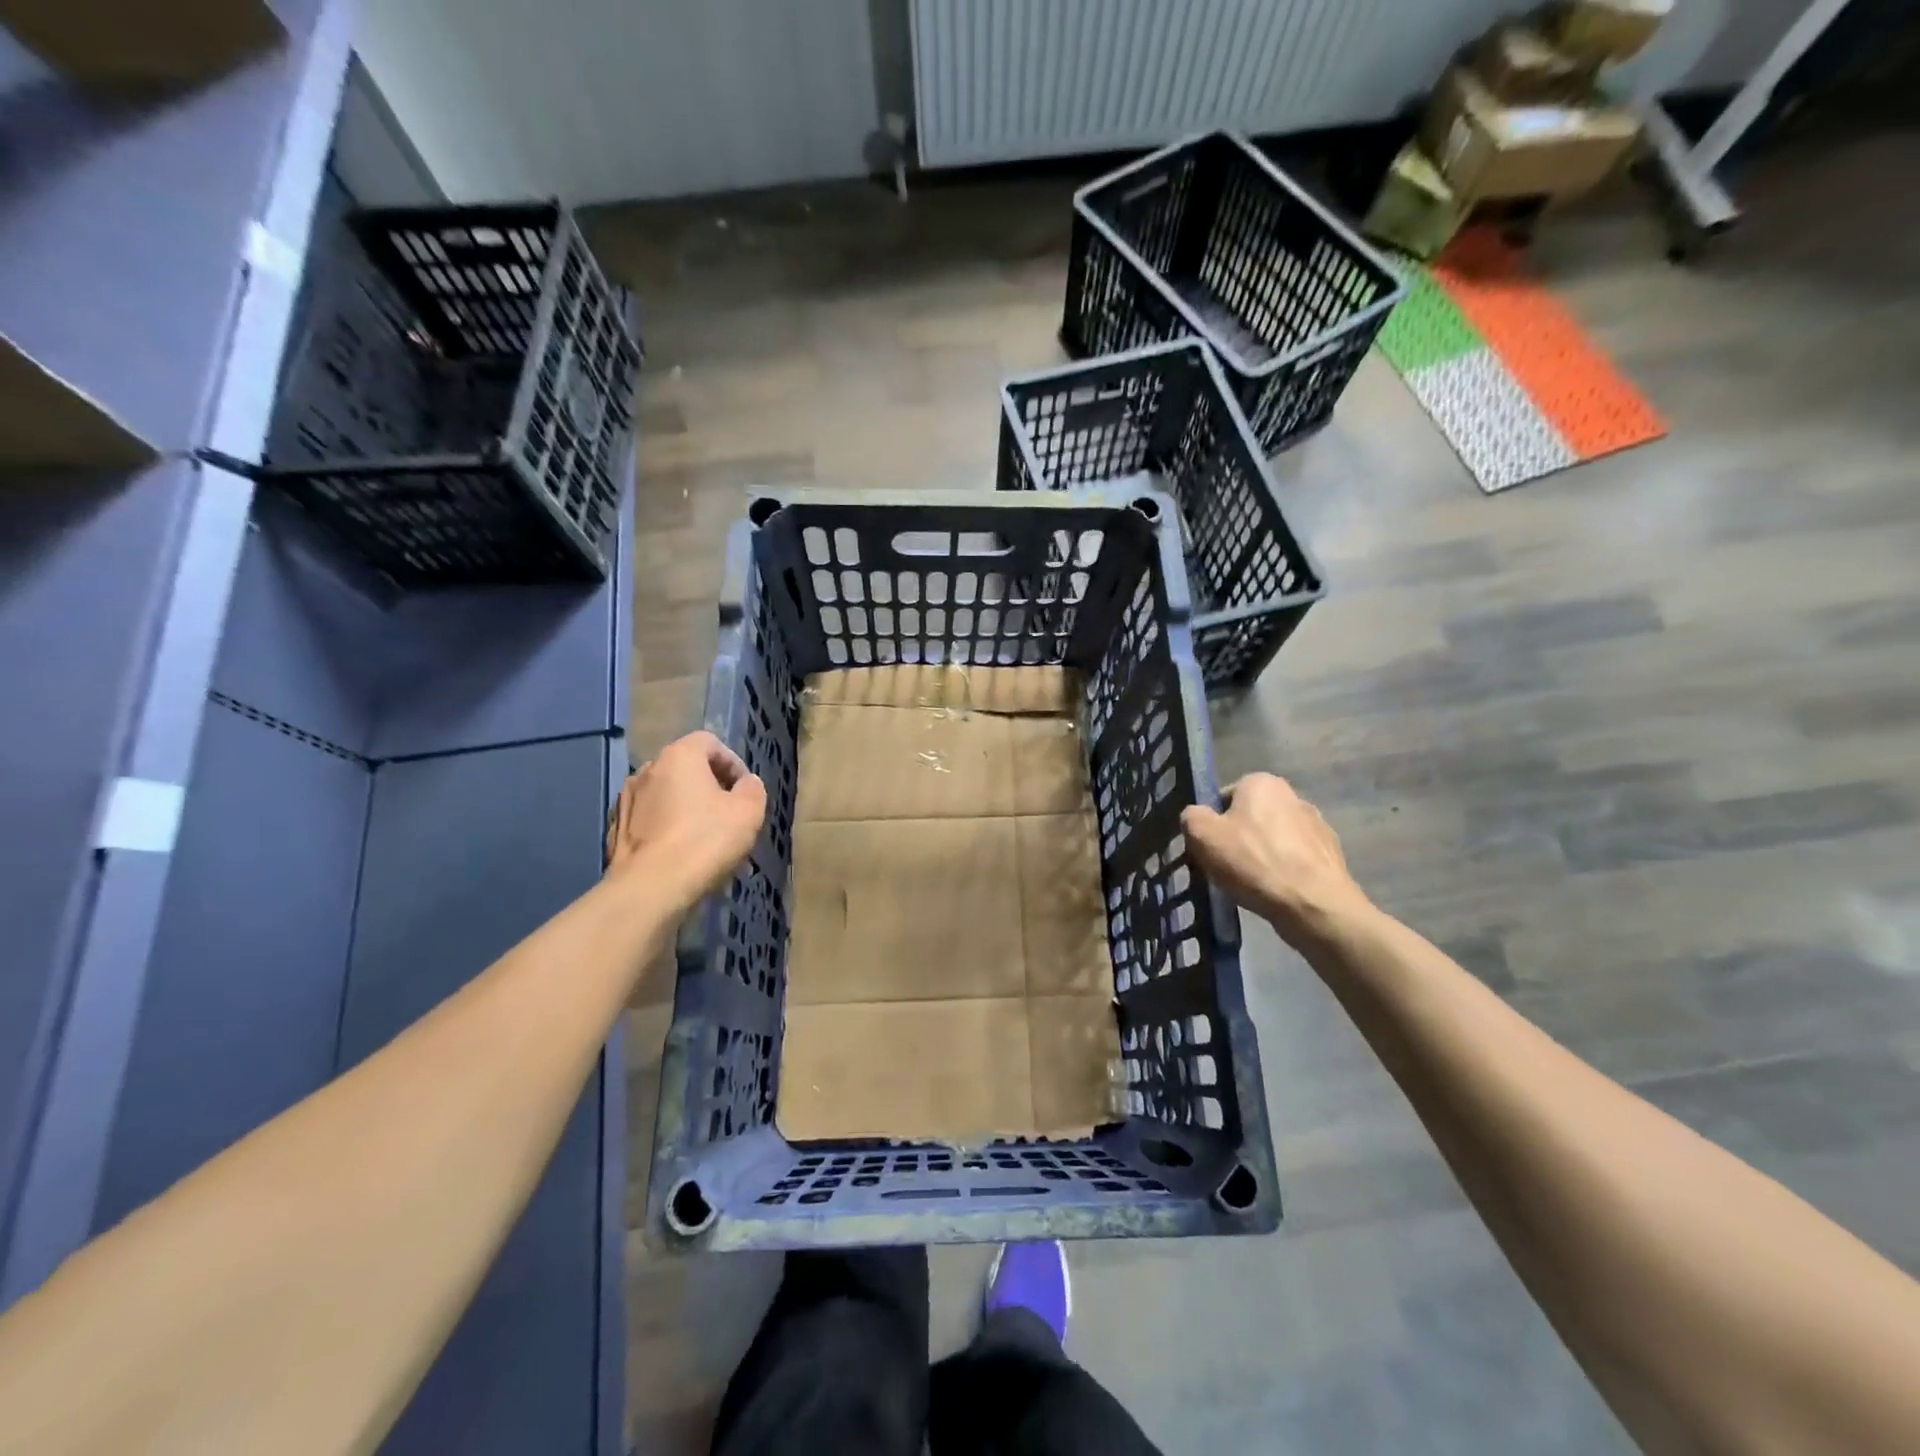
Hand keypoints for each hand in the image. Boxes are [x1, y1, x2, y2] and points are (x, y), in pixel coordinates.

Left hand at [605, 731, 766, 907]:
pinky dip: (666, 828)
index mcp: (679, 756)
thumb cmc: (705, 841)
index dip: (733, 763)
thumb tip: (746, 784)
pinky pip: (649, 820)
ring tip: (704, 838)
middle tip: (728, 814)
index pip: (710, 742)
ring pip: (666, 795)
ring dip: (686, 808)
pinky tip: (679, 853)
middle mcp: (647, 769)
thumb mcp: (748, 812)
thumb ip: (752, 789)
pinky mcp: (616, 830)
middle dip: (709, 786)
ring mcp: (627, 800)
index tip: (745, 791)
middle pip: (686, 768)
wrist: (650, 888)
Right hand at [1182, 773, 1370, 947]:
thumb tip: (1197, 817)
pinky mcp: (1331, 854)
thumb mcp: (1202, 835)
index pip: (1224, 798)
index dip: (1212, 824)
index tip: (1209, 849)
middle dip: (1238, 838)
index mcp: (1262, 782)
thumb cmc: (1253, 862)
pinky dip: (1284, 871)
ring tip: (1252, 884)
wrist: (1313, 904)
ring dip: (1262, 855)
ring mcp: (1317, 825)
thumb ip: (1191, 816)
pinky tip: (1276, 891)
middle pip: (1251, 817)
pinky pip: (1295, 859)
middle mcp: (1293, 795)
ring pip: (1274, 839)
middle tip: (1226, 867)